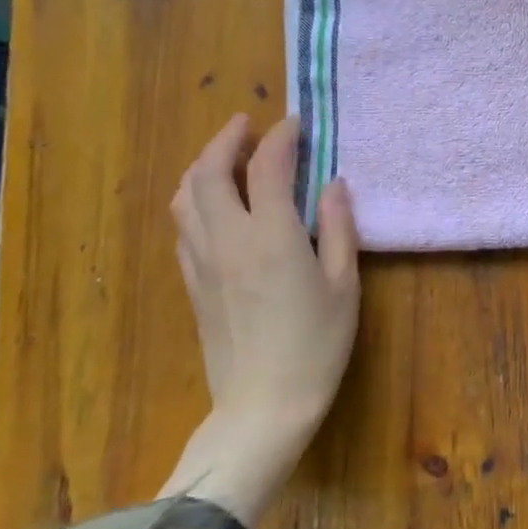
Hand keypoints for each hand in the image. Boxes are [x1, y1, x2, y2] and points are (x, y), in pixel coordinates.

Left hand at [158, 113, 360, 528]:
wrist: (263, 405)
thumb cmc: (316, 344)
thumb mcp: (344, 284)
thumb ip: (339, 227)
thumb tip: (333, 184)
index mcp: (272, 236)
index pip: (267, 167)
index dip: (280, 137)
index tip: (295, 123)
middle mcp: (228, 239)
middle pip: (209, 172)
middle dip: (226, 139)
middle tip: (247, 124)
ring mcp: (202, 261)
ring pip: (185, 197)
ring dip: (203, 166)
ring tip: (225, 156)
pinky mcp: (192, 283)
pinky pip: (183, 226)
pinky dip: (195, 199)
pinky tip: (214, 204)